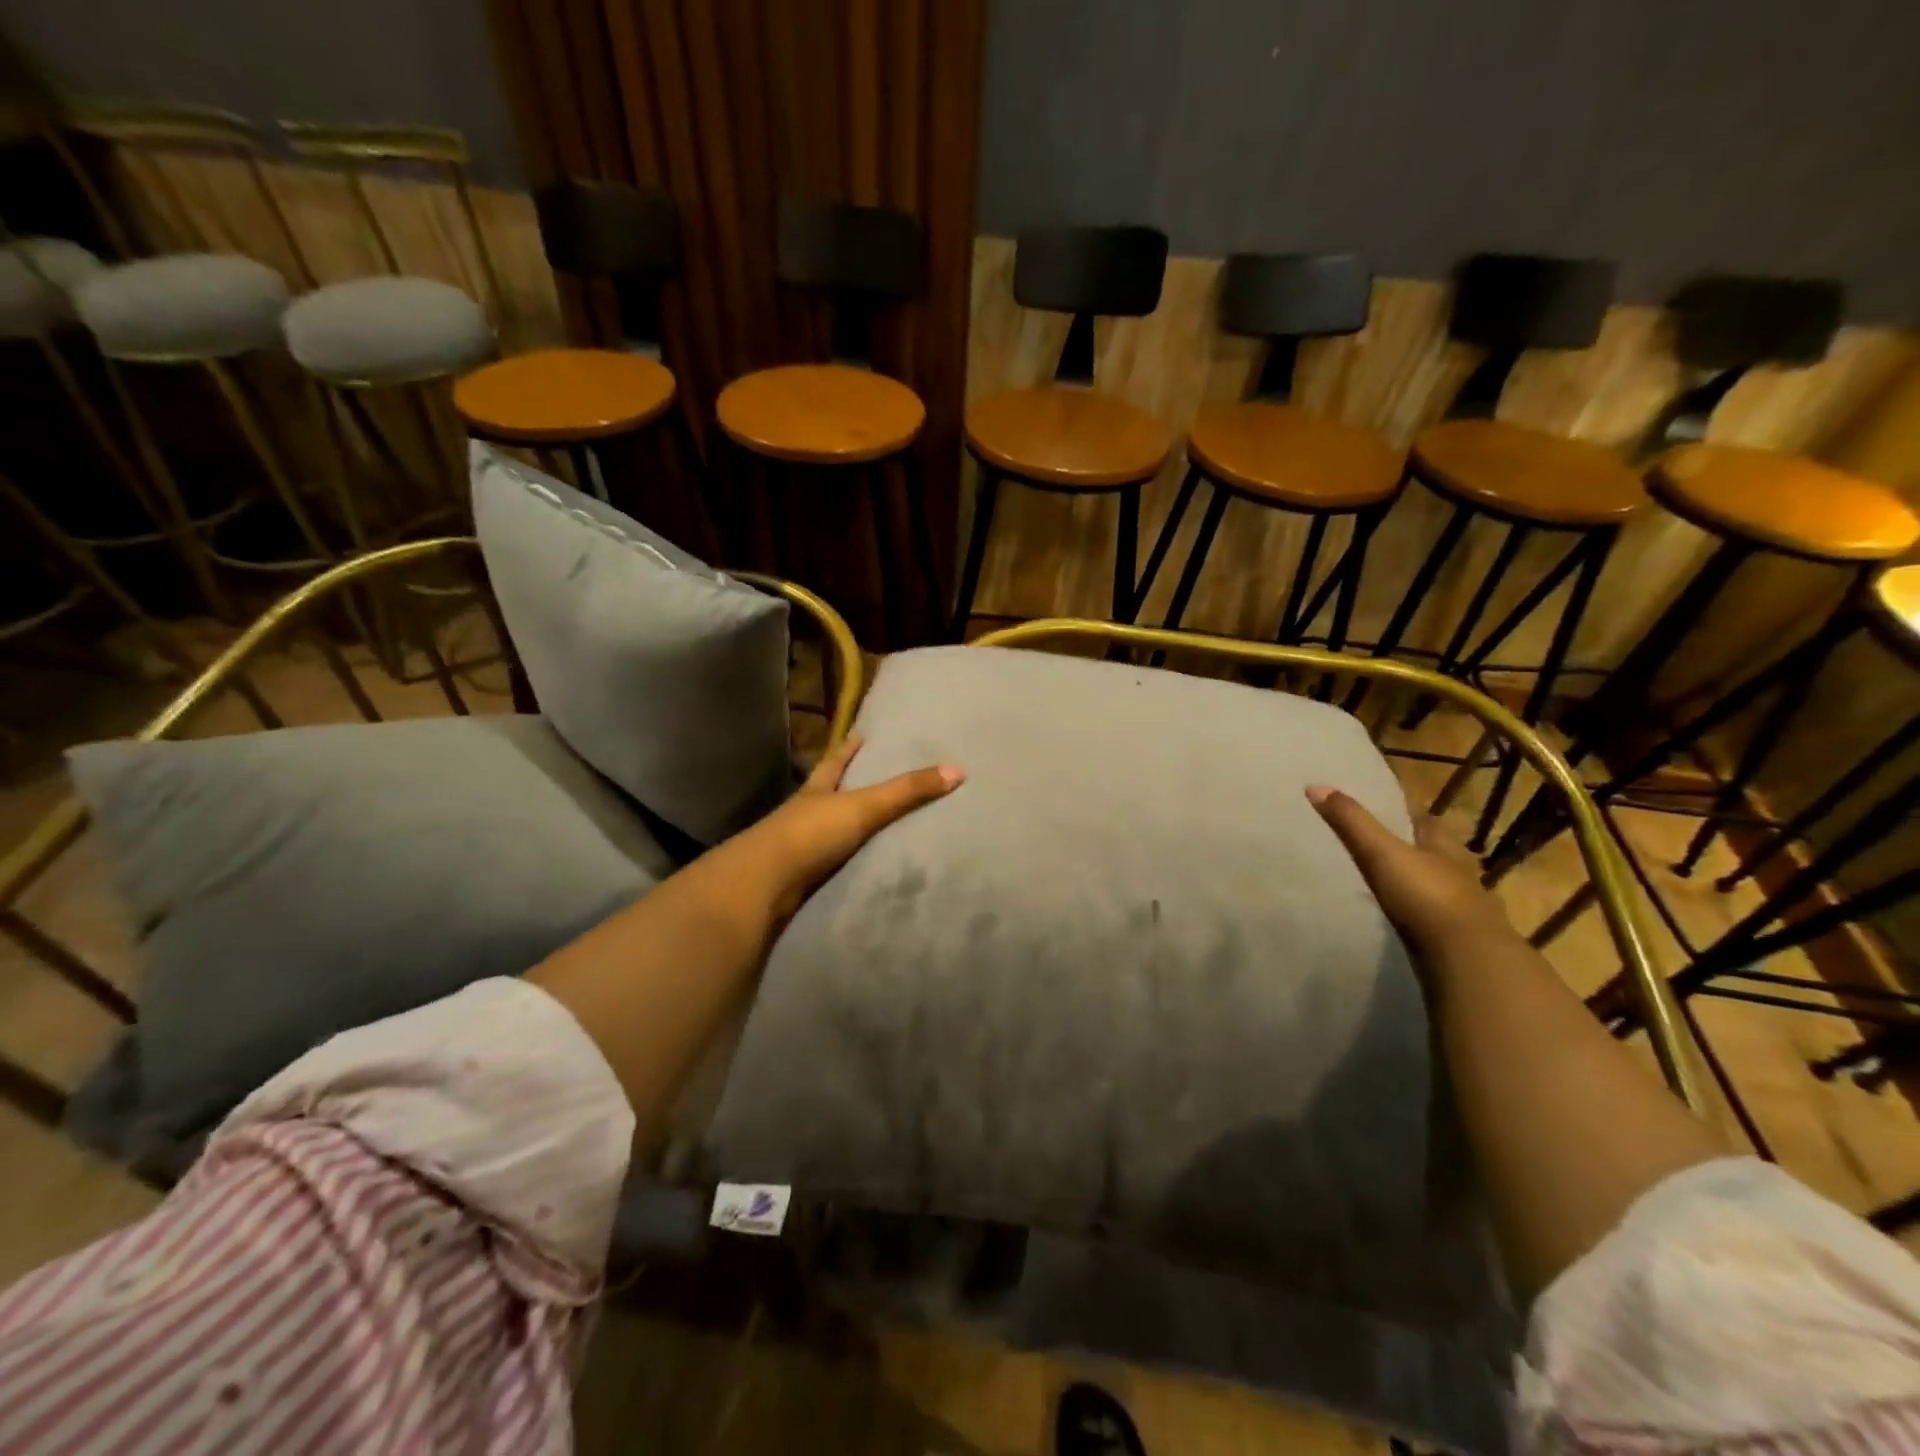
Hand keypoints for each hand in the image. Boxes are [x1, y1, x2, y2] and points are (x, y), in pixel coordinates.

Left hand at [746, 737, 963, 922]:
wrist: (762, 886)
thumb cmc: (809, 834)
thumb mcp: (862, 806)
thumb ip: (906, 791)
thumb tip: (957, 769)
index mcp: (816, 790)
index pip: (834, 762)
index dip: (848, 748)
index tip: (861, 735)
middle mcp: (805, 813)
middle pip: (828, 793)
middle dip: (846, 784)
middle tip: (874, 776)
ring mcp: (799, 847)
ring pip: (827, 830)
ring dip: (846, 826)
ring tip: (875, 824)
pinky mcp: (799, 878)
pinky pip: (830, 865)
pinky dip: (845, 862)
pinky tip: (861, 866)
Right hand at [1306, 785, 1517, 963]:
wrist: (1467, 956)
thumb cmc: (1427, 894)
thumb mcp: (1381, 853)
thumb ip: (1351, 822)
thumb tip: (1315, 785)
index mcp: (1444, 845)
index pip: (1426, 820)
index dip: (1408, 811)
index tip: (1387, 805)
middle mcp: (1459, 870)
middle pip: (1436, 851)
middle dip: (1416, 846)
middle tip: (1385, 843)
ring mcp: (1463, 906)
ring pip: (1440, 884)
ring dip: (1421, 881)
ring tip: (1391, 881)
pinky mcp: (1459, 937)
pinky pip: (1437, 917)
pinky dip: (1422, 914)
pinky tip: (1405, 917)